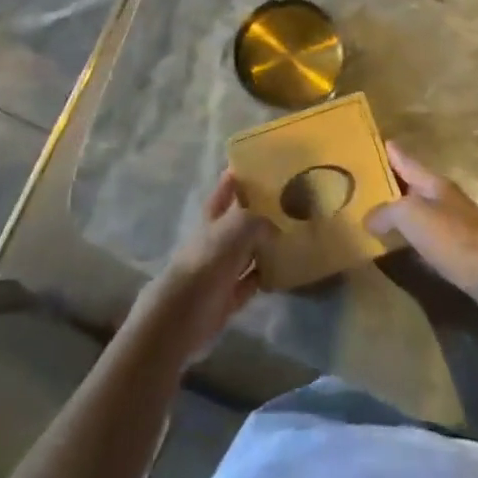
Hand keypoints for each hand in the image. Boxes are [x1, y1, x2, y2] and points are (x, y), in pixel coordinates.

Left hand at [132, 171, 274, 363]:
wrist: (183, 314)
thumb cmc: (207, 261)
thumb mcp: (236, 228)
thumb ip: (258, 221)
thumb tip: (277, 229)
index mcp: (212, 216)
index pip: (226, 188)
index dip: (238, 175)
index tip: (259, 163)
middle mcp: (217, 239)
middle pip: (240, 220)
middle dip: (260, 210)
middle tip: (289, 200)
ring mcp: (222, 268)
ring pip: (248, 251)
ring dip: (267, 245)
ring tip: (295, 234)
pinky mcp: (228, 296)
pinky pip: (252, 281)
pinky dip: (266, 276)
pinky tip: (285, 271)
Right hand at [367, 142, 477, 312]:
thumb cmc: (454, 238)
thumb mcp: (412, 217)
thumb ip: (386, 211)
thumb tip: (368, 218)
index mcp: (434, 182)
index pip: (405, 160)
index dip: (388, 151)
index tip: (370, 141)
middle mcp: (444, 198)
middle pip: (412, 184)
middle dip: (390, 181)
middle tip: (360, 180)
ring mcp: (454, 224)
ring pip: (419, 210)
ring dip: (398, 210)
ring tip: (372, 212)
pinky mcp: (459, 251)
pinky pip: (426, 235)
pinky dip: (409, 235)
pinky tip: (398, 244)